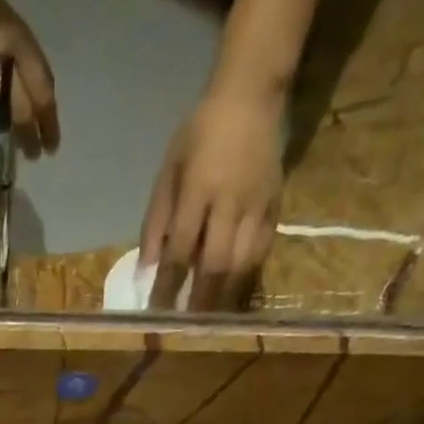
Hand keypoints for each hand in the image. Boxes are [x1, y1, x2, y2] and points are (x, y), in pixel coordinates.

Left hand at [0, 0, 59, 156]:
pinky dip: (13, 97)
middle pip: (33, 93)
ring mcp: (8, 42)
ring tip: (26, 141)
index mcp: (14, 48)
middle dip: (36, 125)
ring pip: (24, 86)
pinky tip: (7, 116)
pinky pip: (12, 75)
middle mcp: (17, 47)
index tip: (48, 149)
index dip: (44, 122)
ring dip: (26, 114)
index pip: (39, 92)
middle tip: (36, 155)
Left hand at [139, 88, 283, 310]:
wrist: (251, 98)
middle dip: (199, 301)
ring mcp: (257, 207)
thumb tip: (146, 270)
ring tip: (209, 319)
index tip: (157, 311)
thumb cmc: (200, 135)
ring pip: (242, 265)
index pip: (180, 251)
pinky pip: (262, 254)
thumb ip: (156, 222)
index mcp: (198, 191)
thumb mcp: (168, 173)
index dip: (168, 285)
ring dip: (224, 297)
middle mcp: (230, 203)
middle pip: (215, 265)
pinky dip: (246, 279)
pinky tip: (233, 294)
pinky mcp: (276, 208)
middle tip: (186, 326)